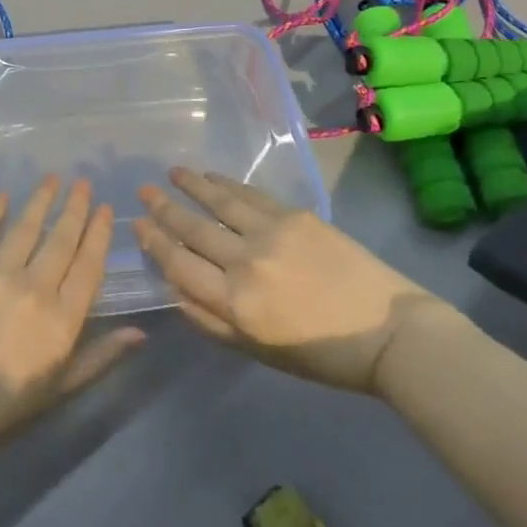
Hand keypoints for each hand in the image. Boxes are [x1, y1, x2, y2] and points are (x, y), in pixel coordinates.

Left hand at [0, 176, 144, 467]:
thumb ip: (99, 358)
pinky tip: (3, 195)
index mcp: (62, 321)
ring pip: (27, 228)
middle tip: (83, 182)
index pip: (89, 267)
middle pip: (61, 240)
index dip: (98, 235)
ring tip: (52, 178)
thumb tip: (140, 332)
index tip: (104, 209)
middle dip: (75, 209)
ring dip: (41, 200)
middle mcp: (35, 288)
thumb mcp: (57, 391)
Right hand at [133, 168, 442, 395]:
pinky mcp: (296, 216)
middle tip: (143, 191)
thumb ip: (212, 321)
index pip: (180, 265)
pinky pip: (251, 195)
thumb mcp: (259, 351)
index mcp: (236, 305)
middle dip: (164, 209)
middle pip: (194, 229)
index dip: (155, 243)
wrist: (388, 331)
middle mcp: (246, 263)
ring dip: (192, 186)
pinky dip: (228, 183)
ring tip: (172, 172)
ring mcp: (272, 233)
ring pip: (220, 202)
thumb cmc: (322, 355)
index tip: (138, 225)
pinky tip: (212, 176)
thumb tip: (175, 289)